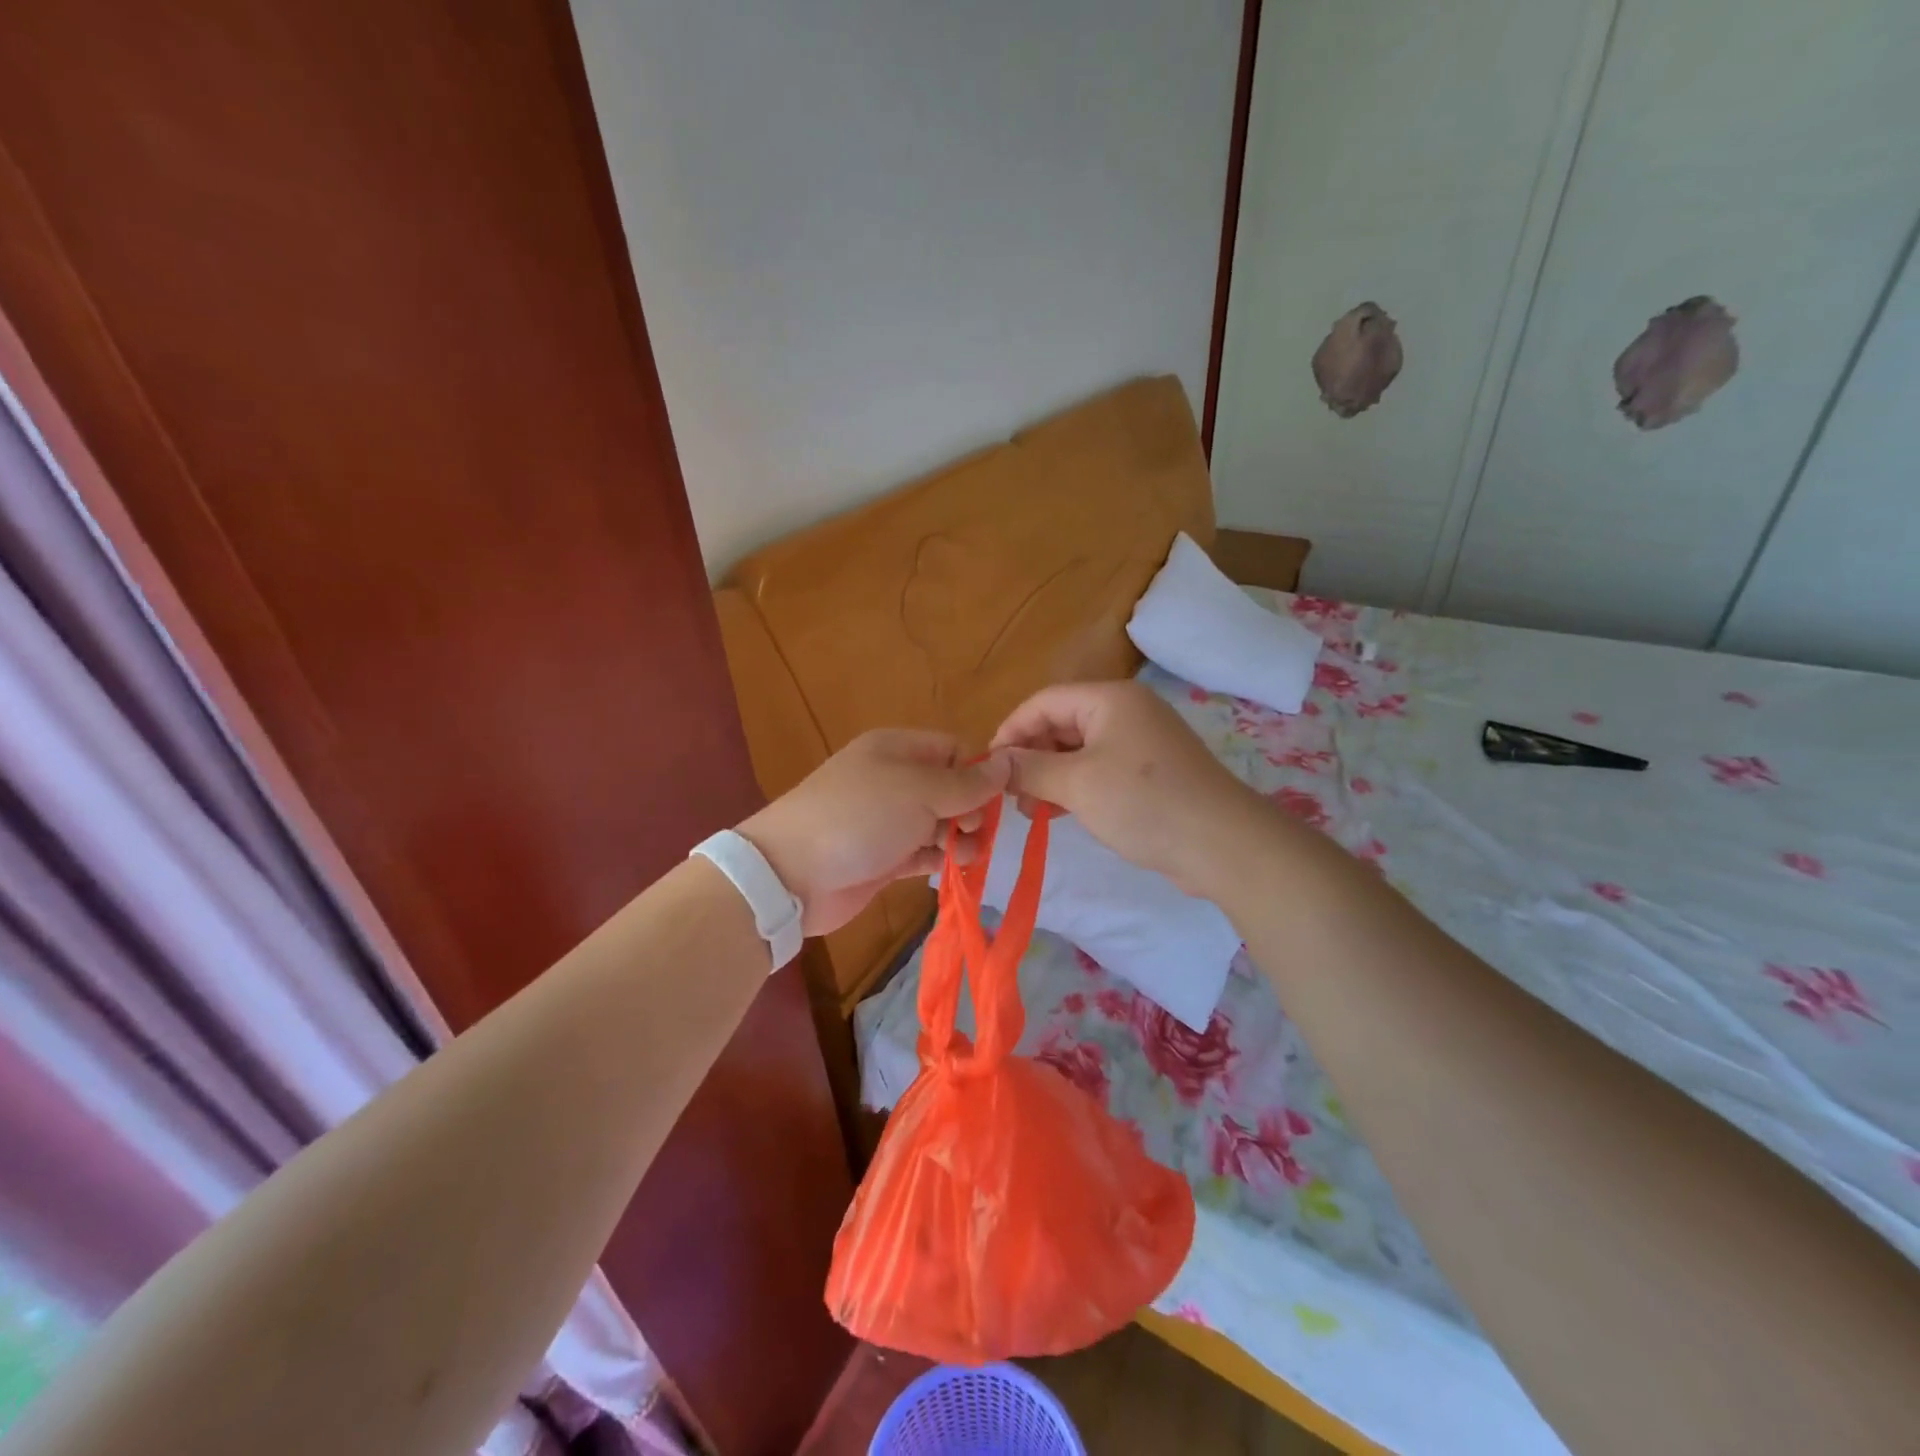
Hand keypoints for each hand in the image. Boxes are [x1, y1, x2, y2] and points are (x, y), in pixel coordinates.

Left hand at [738, 730, 1010, 935]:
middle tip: (971, 831)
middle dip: (970, 809)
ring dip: (958, 838)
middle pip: (949, 788)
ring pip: (938, 823)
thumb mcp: (919, 790)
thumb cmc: (859, 818)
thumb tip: (1008, 762)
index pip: (953, 750)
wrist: (792, 874)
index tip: (991, 800)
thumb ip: (967, 782)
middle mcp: (894, 780)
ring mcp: (887, 820)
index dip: (978, 772)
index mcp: (898, 749)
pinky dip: (940, 858)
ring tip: (966, 855)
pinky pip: (923, 852)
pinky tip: (954, 868)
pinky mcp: (883, 857)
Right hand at [990, 680, 1262, 895]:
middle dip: (1031, 758)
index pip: (1043, 702)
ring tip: (1031, 811)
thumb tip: (995, 763)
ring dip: (1050, 777)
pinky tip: (1058, 813)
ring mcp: (1141, 742)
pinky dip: (1075, 788)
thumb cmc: (1143, 803)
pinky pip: (1099, 770)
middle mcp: (1126, 712)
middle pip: (1061, 724)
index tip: (989, 768)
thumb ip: (1029, 769)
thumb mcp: (1076, 784)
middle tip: (1011, 796)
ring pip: (1078, 751)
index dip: (1011, 731)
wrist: (1222, 845)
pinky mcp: (1150, 773)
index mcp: (1109, 699)